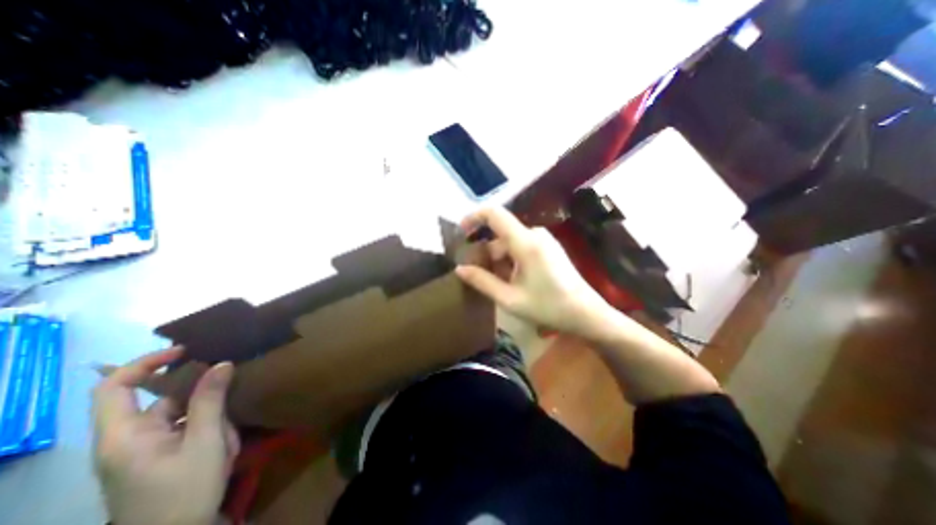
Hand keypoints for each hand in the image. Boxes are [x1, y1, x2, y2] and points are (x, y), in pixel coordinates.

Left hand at [93, 348, 237, 524]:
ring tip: (225, 440)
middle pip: (162, 400)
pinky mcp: (157, 457)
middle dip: (200, 399)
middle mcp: (126, 440)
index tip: (185, 352)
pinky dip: (207, 429)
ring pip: (180, 414)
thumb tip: (221, 363)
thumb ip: (210, 400)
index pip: (114, 388)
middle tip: (227, 406)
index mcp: (123, 437)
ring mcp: (142, 450)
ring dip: (209, 419)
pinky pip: (184, 429)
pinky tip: (223, 444)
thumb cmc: (185, 491)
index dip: (144, 363)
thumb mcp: (205, 441)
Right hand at [456, 204, 616, 336]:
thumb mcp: (509, 298)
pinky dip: (510, 260)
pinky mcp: (548, 247)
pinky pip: (521, 247)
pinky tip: (511, 281)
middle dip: (485, 252)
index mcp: (525, 242)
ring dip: (498, 260)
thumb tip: (459, 269)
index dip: (474, 217)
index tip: (461, 233)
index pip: (494, 214)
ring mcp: (543, 240)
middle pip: (500, 234)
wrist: (586, 313)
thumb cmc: (548, 307)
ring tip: (496, 284)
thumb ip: (482, 281)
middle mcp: (534, 234)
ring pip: (509, 243)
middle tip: (476, 275)